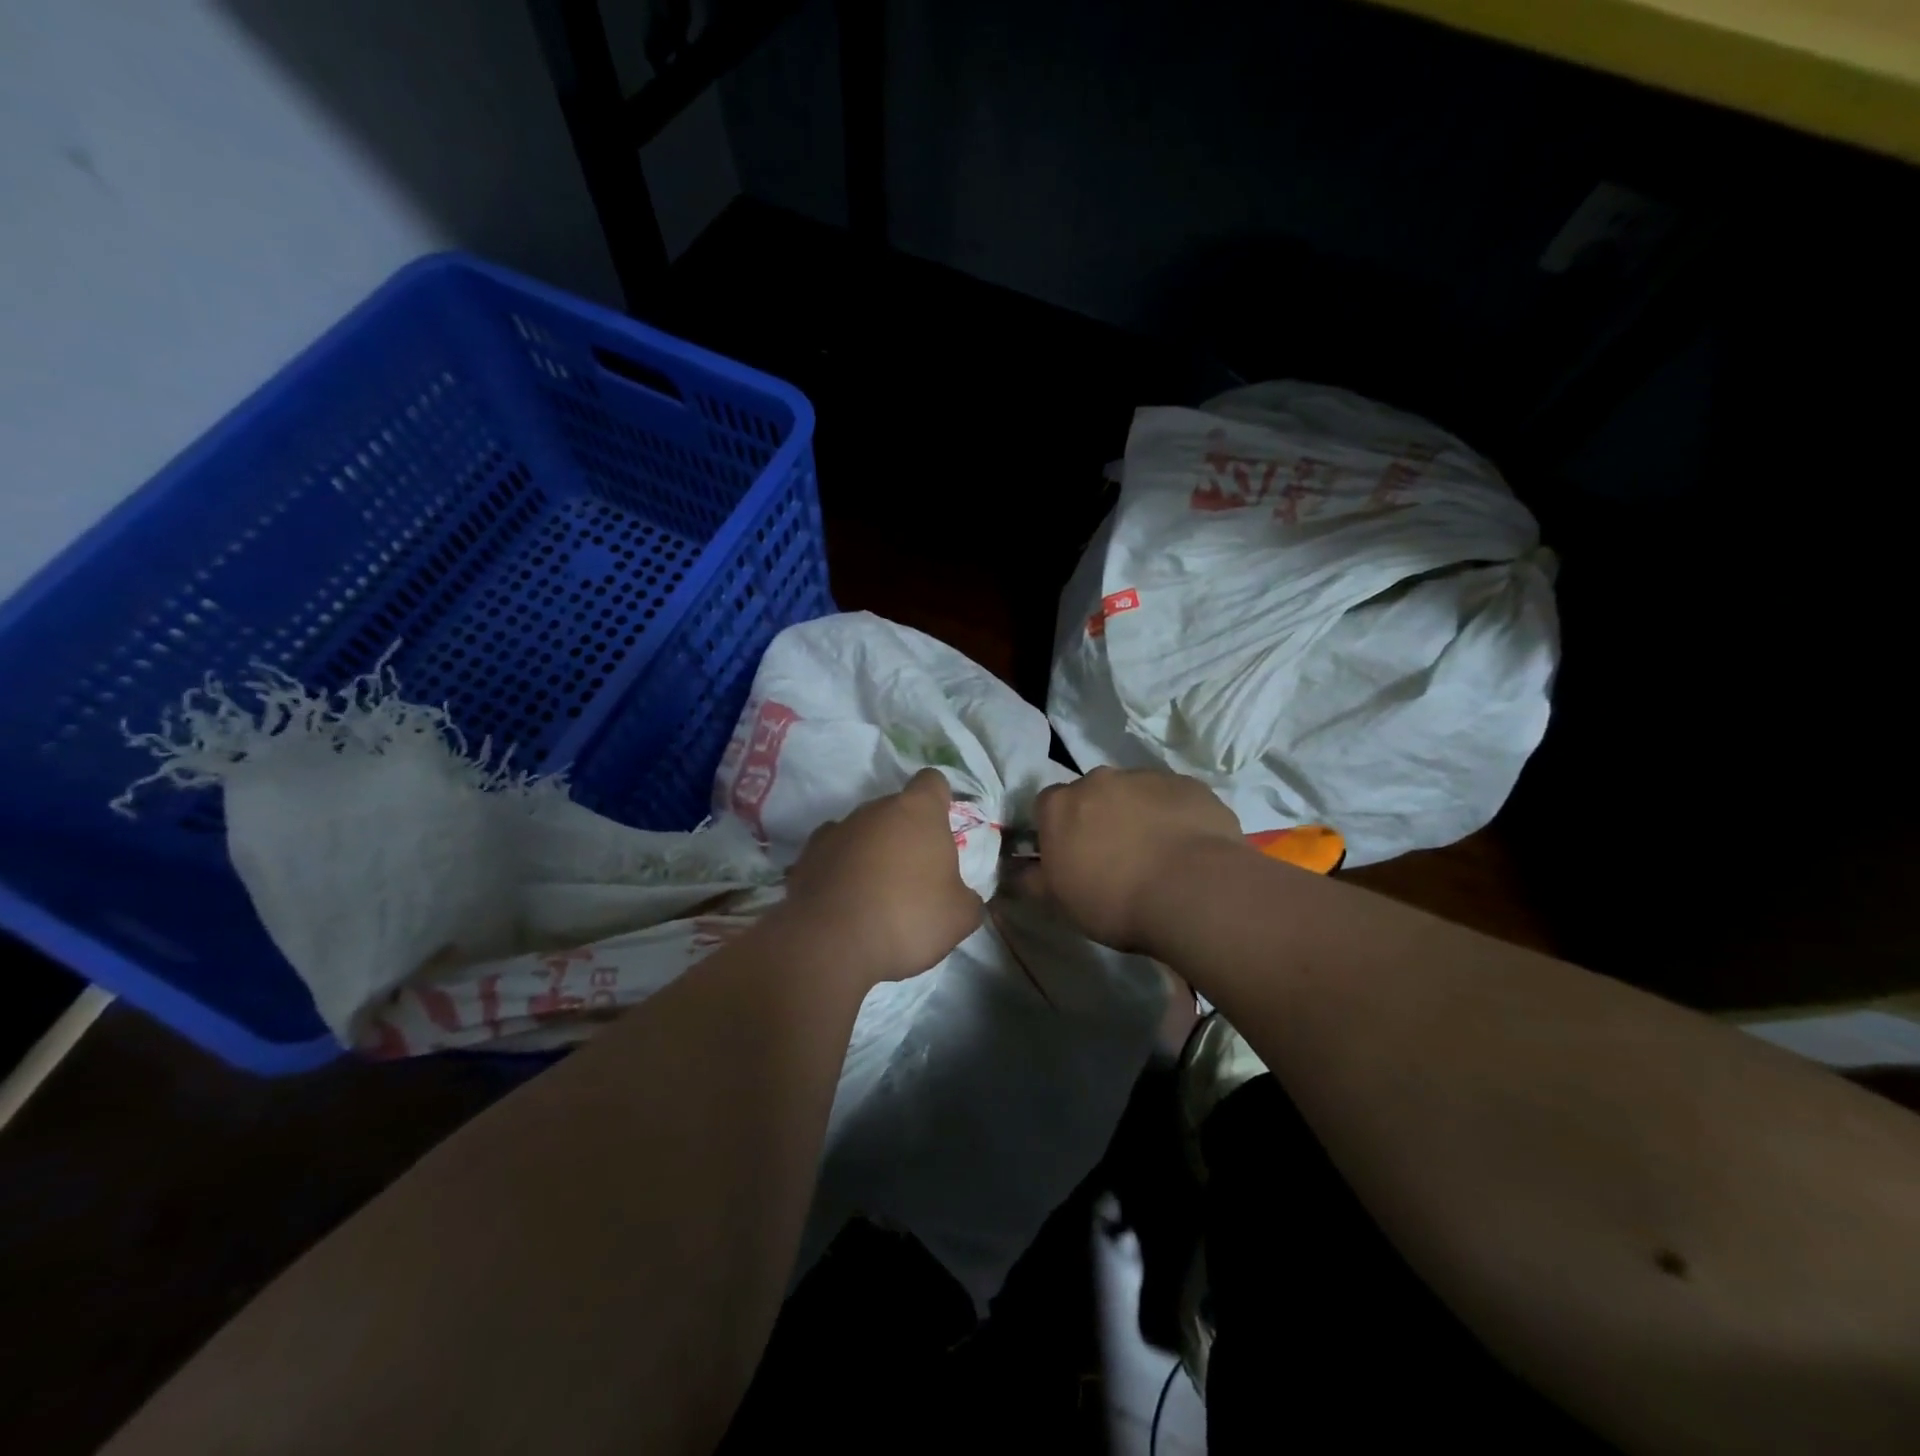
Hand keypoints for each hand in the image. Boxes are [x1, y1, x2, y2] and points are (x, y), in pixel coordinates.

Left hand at [778, 769, 982, 986]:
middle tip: (915, 874)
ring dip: (871, 852)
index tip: (943, 827)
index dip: (940, 800)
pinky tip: (845, 900)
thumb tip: (963, 897)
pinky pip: (832, 855)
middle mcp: (874, 810)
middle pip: (895, 810)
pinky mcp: (806, 856)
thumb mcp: (960, 916)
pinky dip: (839, 870)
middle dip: (905, 834)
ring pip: (862, 832)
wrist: (832, 943)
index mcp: (918, 811)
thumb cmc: (908, 917)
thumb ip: (968, 897)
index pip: (932, 782)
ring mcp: (835, 830)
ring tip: (876, 893)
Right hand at [1021, 767, 1244, 952]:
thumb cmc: (1114, 900)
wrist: (1193, 890)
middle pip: (1091, 795)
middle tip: (1114, 856)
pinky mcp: (1189, 784)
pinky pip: (1173, 798)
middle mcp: (1099, 779)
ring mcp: (1147, 777)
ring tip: (1156, 854)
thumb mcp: (1059, 902)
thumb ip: (1031, 880)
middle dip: (1098, 817)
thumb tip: (1013, 871)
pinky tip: (1186, 848)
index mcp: (1060, 804)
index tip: (1070, 857)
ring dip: (1138, 814)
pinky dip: (1174, 816)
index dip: (1057, 831)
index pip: (1046, 807)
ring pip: (1134, 793)